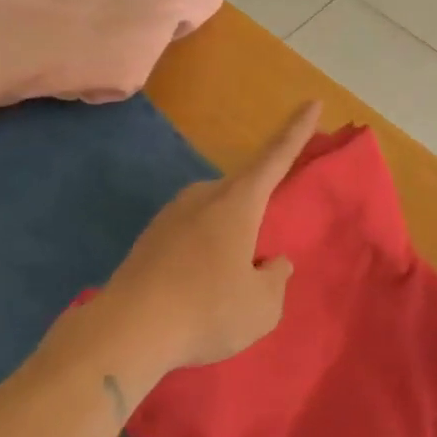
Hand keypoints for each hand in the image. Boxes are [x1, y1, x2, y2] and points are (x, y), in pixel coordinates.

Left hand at [94, 100, 320, 372]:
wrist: (124, 334)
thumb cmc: (206, 311)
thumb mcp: (262, 306)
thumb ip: (276, 279)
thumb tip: (272, 263)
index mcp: (238, 202)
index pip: (276, 156)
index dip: (297, 130)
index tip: (312, 102)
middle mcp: (204, 197)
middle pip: (243, 189)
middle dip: (259, 206)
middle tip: (267, 240)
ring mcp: (170, 215)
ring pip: (214, 214)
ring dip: (228, 235)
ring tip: (231, 277)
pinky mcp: (148, 239)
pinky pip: (190, 234)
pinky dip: (203, 251)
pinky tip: (200, 286)